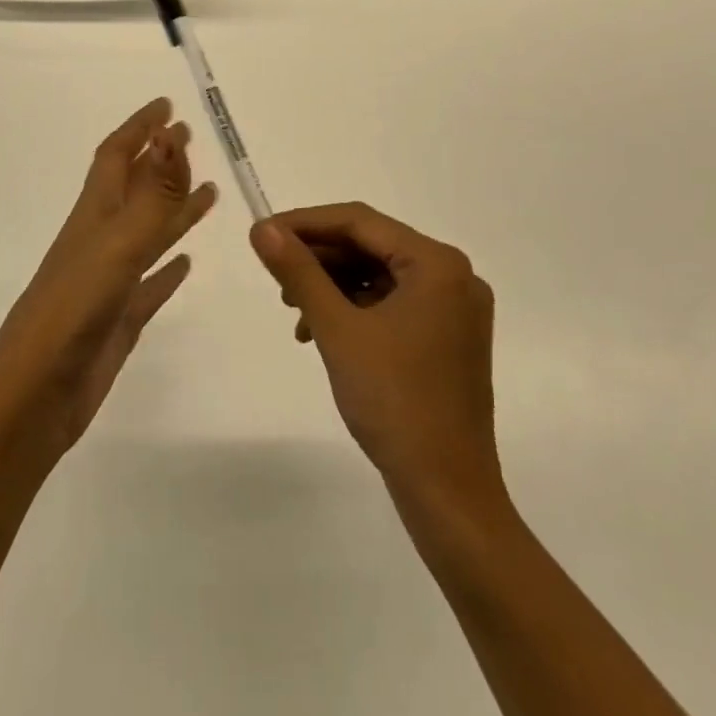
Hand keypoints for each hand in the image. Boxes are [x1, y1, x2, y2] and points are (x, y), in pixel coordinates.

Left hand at [0, 99, 215, 452]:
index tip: (166, 106)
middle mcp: (101, 240)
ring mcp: (109, 280)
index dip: (140, 128)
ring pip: (148, 232)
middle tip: (188, 136)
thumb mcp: (117, 246)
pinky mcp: (119, 318)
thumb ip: (152, 196)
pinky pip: (151, 283)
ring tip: (208, 192)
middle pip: (133, 188)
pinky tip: (185, 264)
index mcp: (94, 216)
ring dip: (174, 209)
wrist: (35, 395)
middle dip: (159, 160)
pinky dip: (169, 268)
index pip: (117, 156)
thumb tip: (173, 136)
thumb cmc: (72, 311)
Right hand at [251, 204, 502, 507]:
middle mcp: (453, 276)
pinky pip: (393, 304)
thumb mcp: (337, 329)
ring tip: (293, 310)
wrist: (447, 493)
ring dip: (333, 286)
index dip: (306, 223)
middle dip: (319, 259)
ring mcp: (454, 310)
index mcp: (437, 264)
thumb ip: (299, 271)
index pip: (360, 222)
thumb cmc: (394, 402)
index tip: (263, 234)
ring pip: (379, 276)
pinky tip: (320, 331)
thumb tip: (262, 228)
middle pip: (371, 246)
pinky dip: (354, 310)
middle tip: (275, 276)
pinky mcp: (447, 338)